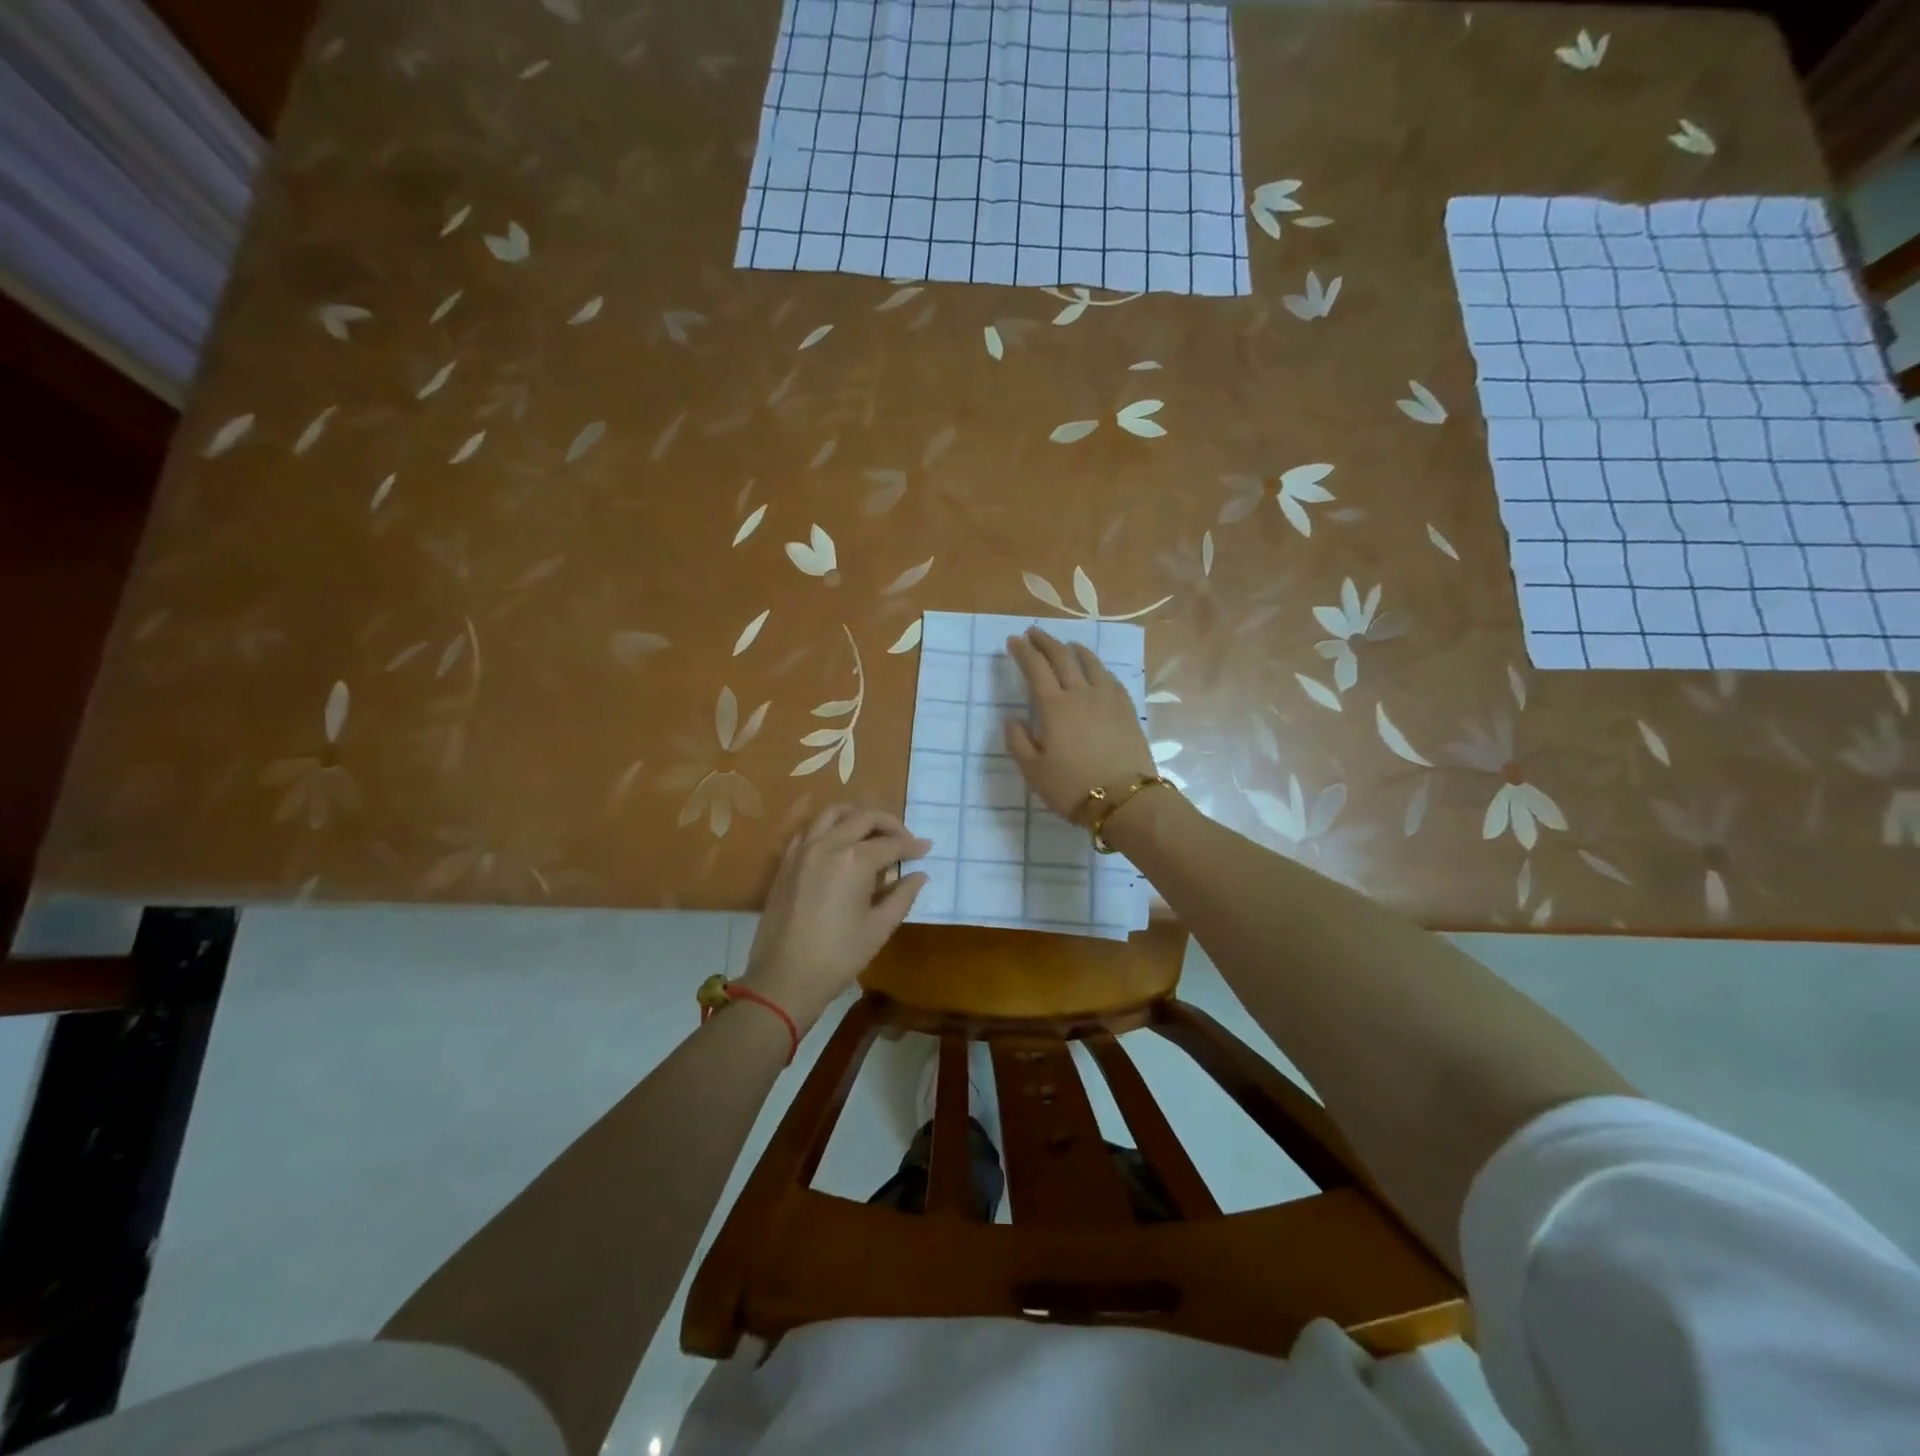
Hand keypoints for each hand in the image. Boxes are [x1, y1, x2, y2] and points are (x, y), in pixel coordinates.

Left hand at [740, 805, 929, 1030]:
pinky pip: (811, 830)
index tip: (926, 848)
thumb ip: (902, 896)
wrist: (784, 977)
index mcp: (854, 860)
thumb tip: (919, 875)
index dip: (912, 846)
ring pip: (834, 813)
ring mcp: (803, 850)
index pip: (891, 844)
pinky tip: (839, 844)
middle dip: (889, 824)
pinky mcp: (787, 861)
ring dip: (858, 816)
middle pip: (864, 817)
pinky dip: (830, 827)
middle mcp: (828, 844)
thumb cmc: (838, 956)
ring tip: (873, 833)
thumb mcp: (879, 928)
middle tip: (904, 839)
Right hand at [1003, 627, 1157, 822]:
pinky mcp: (1127, 709)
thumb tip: (1012, 719)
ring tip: (1066, 645)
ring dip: (1074, 650)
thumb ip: (1018, 741)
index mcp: (1054, 706)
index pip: (1035, 669)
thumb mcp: (1033, 771)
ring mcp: (1107, 699)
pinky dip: (1098, 668)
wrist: (1124, 800)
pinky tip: (1097, 671)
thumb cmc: (1072, 787)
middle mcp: (1080, 693)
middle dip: (1045, 642)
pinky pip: (1110, 679)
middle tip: (1034, 633)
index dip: (1023, 652)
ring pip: (1090, 663)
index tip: (1013, 640)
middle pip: (1062, 658)